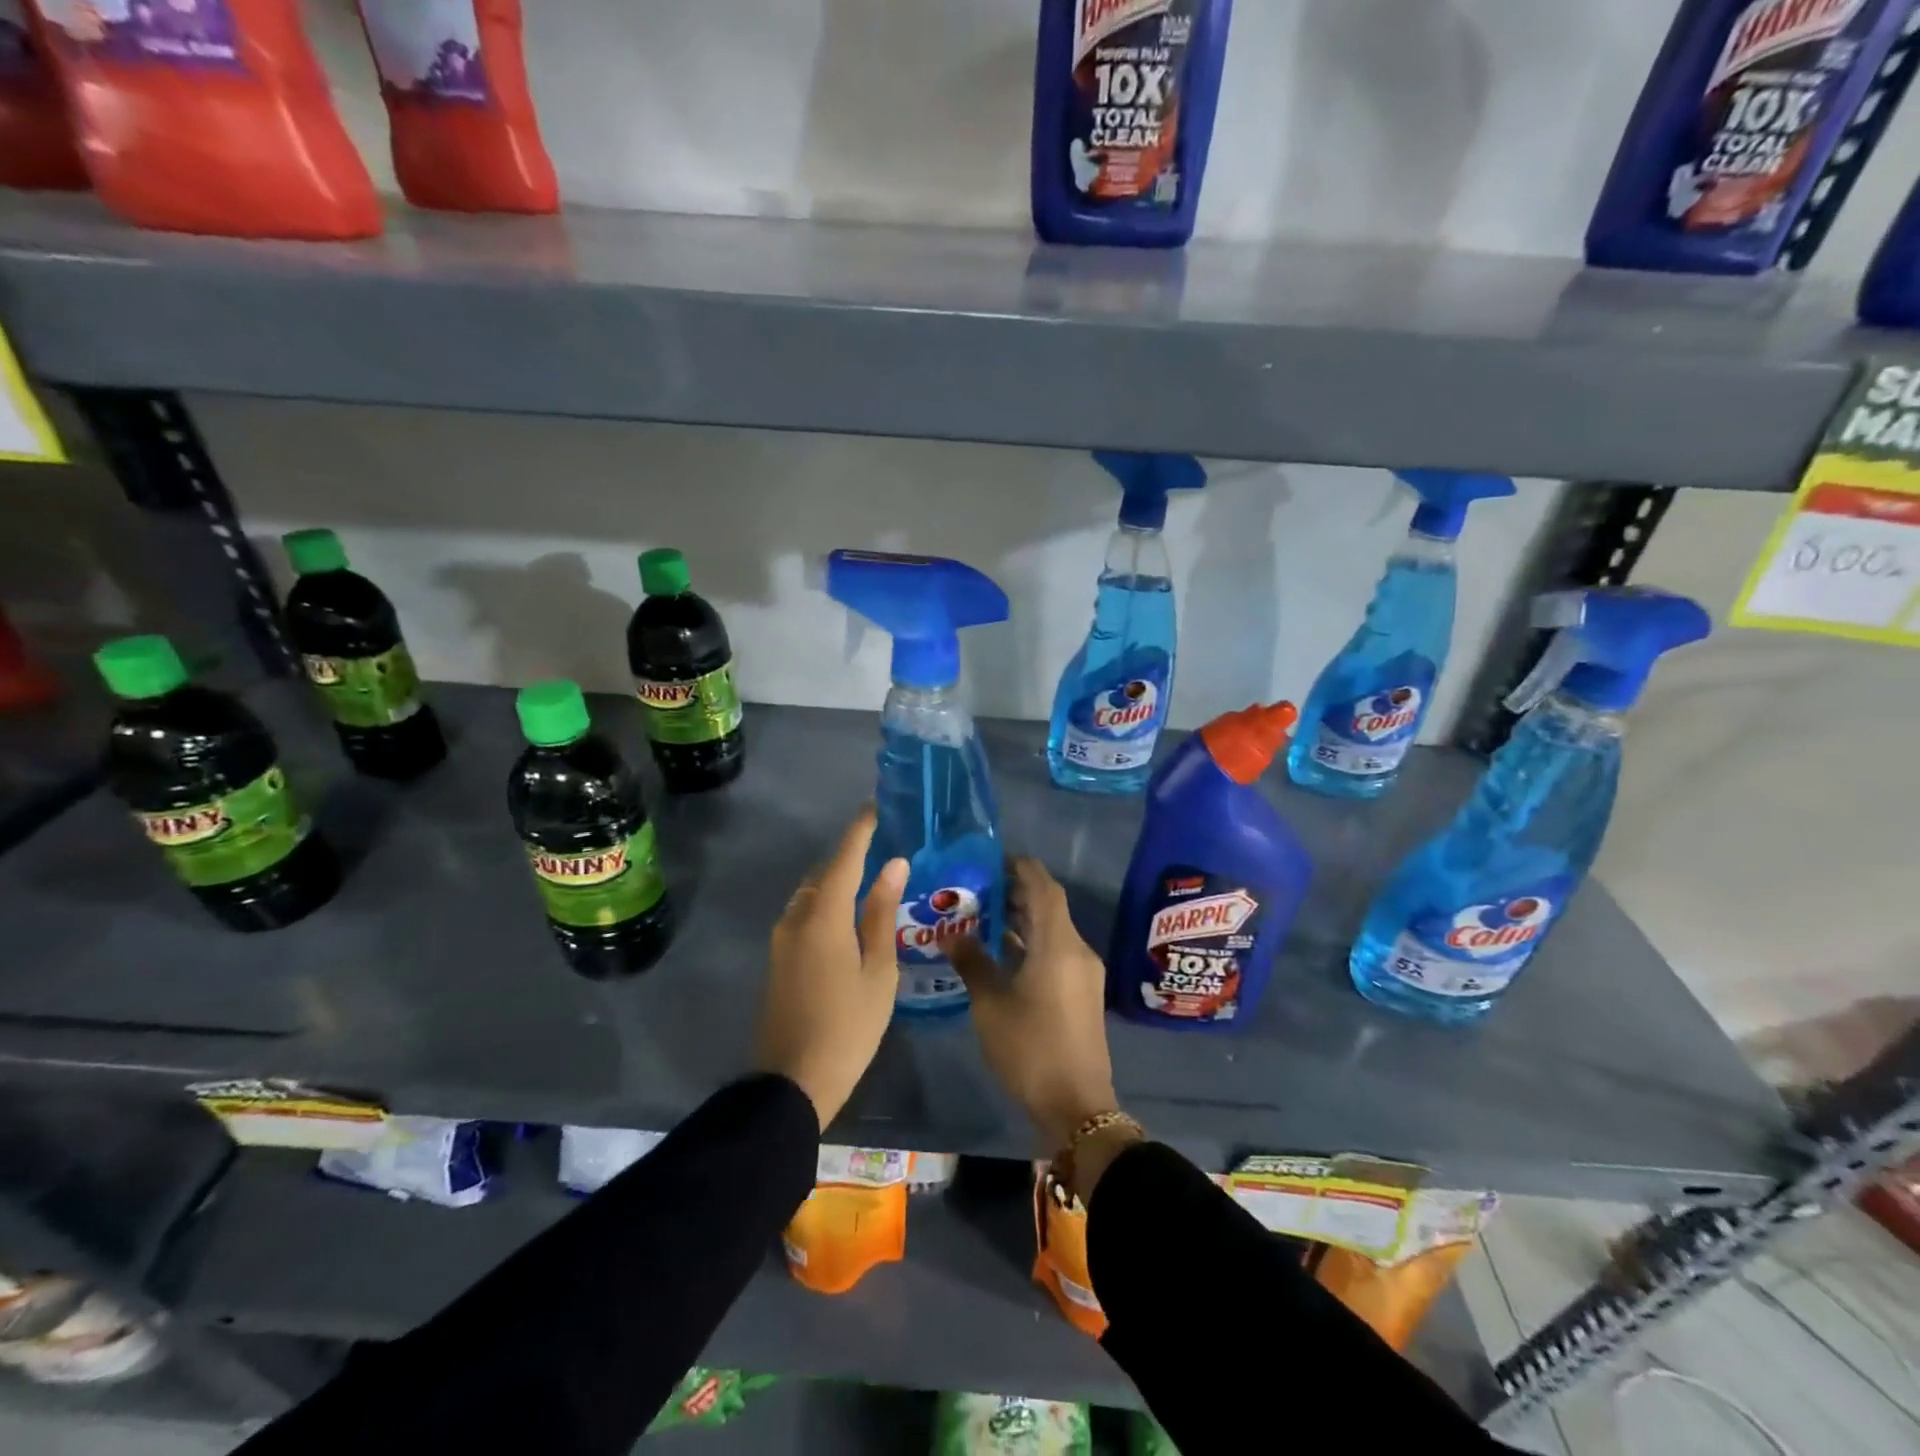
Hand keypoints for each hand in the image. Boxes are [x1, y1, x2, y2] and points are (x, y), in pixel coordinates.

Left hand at [755, 808, 908, 1130]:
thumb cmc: (848, 1026)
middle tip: (883, 848)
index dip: (860, 830)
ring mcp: (782, 939)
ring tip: (872, 882)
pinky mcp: (778, 959)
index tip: (876, 807)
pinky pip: (805, 916)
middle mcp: (796, 918)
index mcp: (823, 916)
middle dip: (850, 856)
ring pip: (812, 895)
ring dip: (837, 882)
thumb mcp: (878, 970)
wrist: (793, 1082)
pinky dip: (827, 905)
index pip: (844, 858)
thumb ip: (881, 913)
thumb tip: (893, 866)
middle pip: (824, 873)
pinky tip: (850, 918)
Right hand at [950, 857, 1117, 1151]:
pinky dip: (1031, 942)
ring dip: (1023, 918)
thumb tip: (952, 933)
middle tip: (978, 885)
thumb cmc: (1030, 1049)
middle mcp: (1077, 949)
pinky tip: (1002, 951)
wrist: (1076, 1106)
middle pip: (1049, 906)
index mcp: (1058, 944)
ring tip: (983, 913)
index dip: (1021, 867)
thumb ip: (972, 962)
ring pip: (1052, 929)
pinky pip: (1056, 951)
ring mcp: (1083, 972)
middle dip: (1016, 891)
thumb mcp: (991, 1005)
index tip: (992, 858)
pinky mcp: (1081, 991)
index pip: (1044, 887)